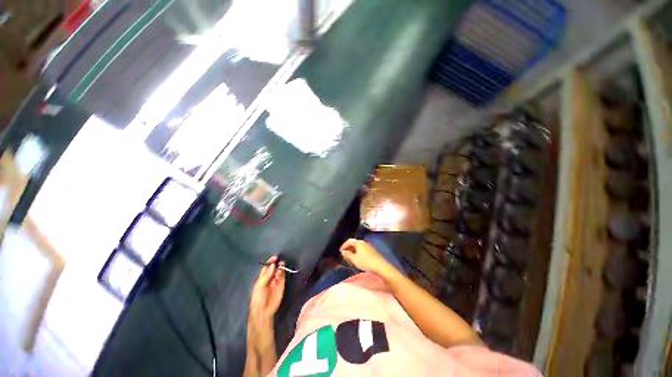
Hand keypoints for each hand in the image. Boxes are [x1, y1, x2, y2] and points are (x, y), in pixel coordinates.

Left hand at [249, 256, 284, 330]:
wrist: (263, 311)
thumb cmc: (258, 298)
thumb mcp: (260, 285)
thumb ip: (267, 275)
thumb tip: (273, 265)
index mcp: (262, 278)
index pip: (266, 267)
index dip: (270, 262)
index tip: (275, 257)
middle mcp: (269, 278)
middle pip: (274, 268)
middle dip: (277, 264)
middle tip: (279, 261)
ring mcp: (276, 281)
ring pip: (279, 271)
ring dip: (280, 267)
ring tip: (281, 266)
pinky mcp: (281, 285)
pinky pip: (283, 276)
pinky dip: (283, 273)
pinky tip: (281, 272)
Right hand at [340, 239, 393, 276]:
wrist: (380, 266)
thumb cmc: (365, 262)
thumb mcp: (354, 259)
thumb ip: (347, 254)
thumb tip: (343, 251)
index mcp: (359, 242)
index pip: (349, 241)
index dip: (344, 245)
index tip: (340, 251)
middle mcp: (364, 242)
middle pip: (354, 243)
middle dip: (349, 248)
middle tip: (345, 255)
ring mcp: (369, 246)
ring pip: (359, 247)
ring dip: (354, 251)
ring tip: (351, 258)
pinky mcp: (372, 251)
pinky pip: (363, 250)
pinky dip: (358, 253)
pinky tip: (358, 259)